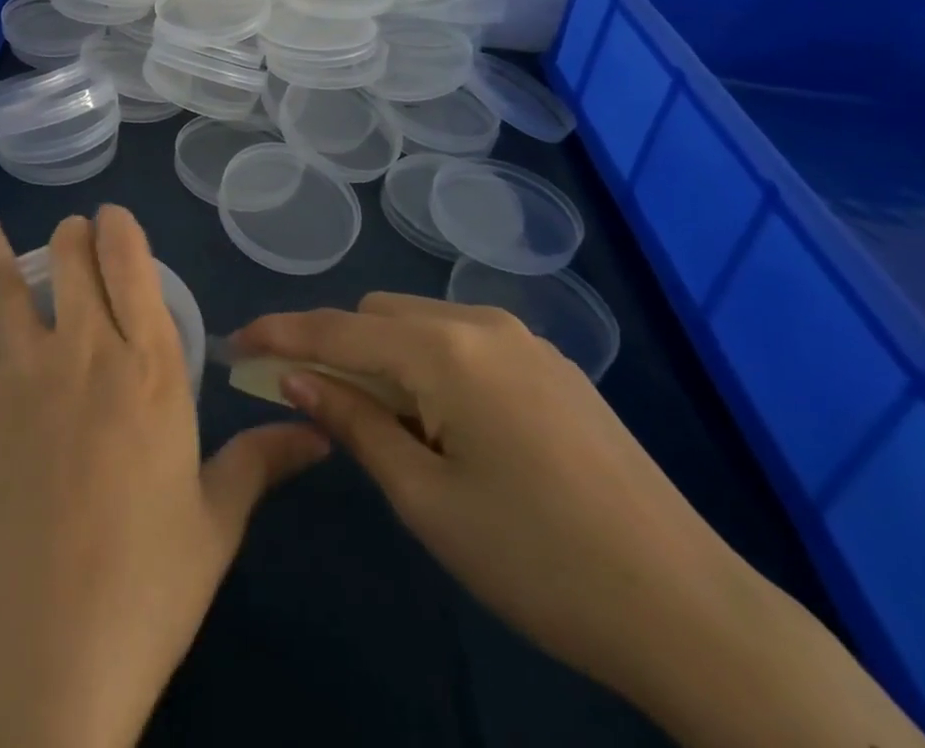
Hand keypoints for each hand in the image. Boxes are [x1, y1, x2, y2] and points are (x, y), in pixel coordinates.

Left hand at [0, 207, 326, 747]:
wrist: (47, 642)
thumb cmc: (146, 580)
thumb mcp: (216, 520)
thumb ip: (262, 462)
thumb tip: (321, 434)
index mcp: (148, 365)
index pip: (132, 265)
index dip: (119, 230)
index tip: (114, 220)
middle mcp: (84, 347)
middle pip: (71, 260)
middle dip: (71, 237)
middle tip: (71, 234)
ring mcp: (20, 370)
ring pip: (5, 284)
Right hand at [234, 293, 924, 747]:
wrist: (689, 608)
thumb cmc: (538, 561)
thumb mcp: (427, 500)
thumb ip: (353, 423)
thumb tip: (295, 378)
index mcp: (445, 351)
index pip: (336, 330)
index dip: (279, 334)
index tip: (235, 345)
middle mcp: (480, 323)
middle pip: (376, 315)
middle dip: (332, 345)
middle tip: (307, 398)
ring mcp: (522, 338)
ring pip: (419, 322)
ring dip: (380, 352)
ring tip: (374, 415)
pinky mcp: (550, 362)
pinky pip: (461, 337)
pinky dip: (425, 359)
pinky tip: (436, 414)